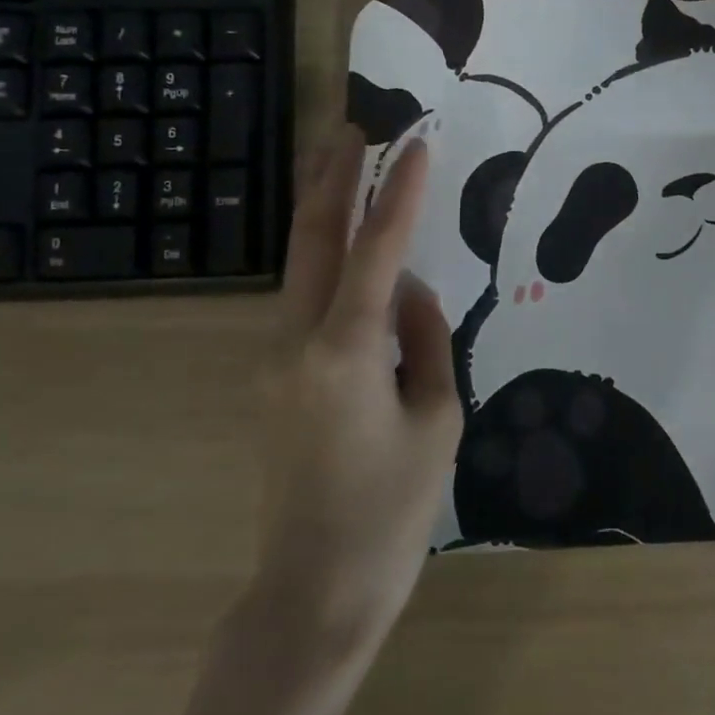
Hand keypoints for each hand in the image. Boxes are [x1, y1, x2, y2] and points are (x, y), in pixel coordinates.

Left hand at [253, 126, 462, 656]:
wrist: (315, 590)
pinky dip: (330, 260)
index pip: (378, 250)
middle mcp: (298, 342)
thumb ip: (426, 338)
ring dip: (323, 210)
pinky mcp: (277, 376)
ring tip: (346, 161)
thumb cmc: (392, 508)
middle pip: (311, 239)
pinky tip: (353, 247)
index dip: (398, 192)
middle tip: (350, 124)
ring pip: (301, 265)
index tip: (416, 142)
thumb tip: (409, 289)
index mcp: (346, 351)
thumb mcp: (438, 417)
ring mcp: (276, 359)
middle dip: (330, 176)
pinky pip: (308, 300)